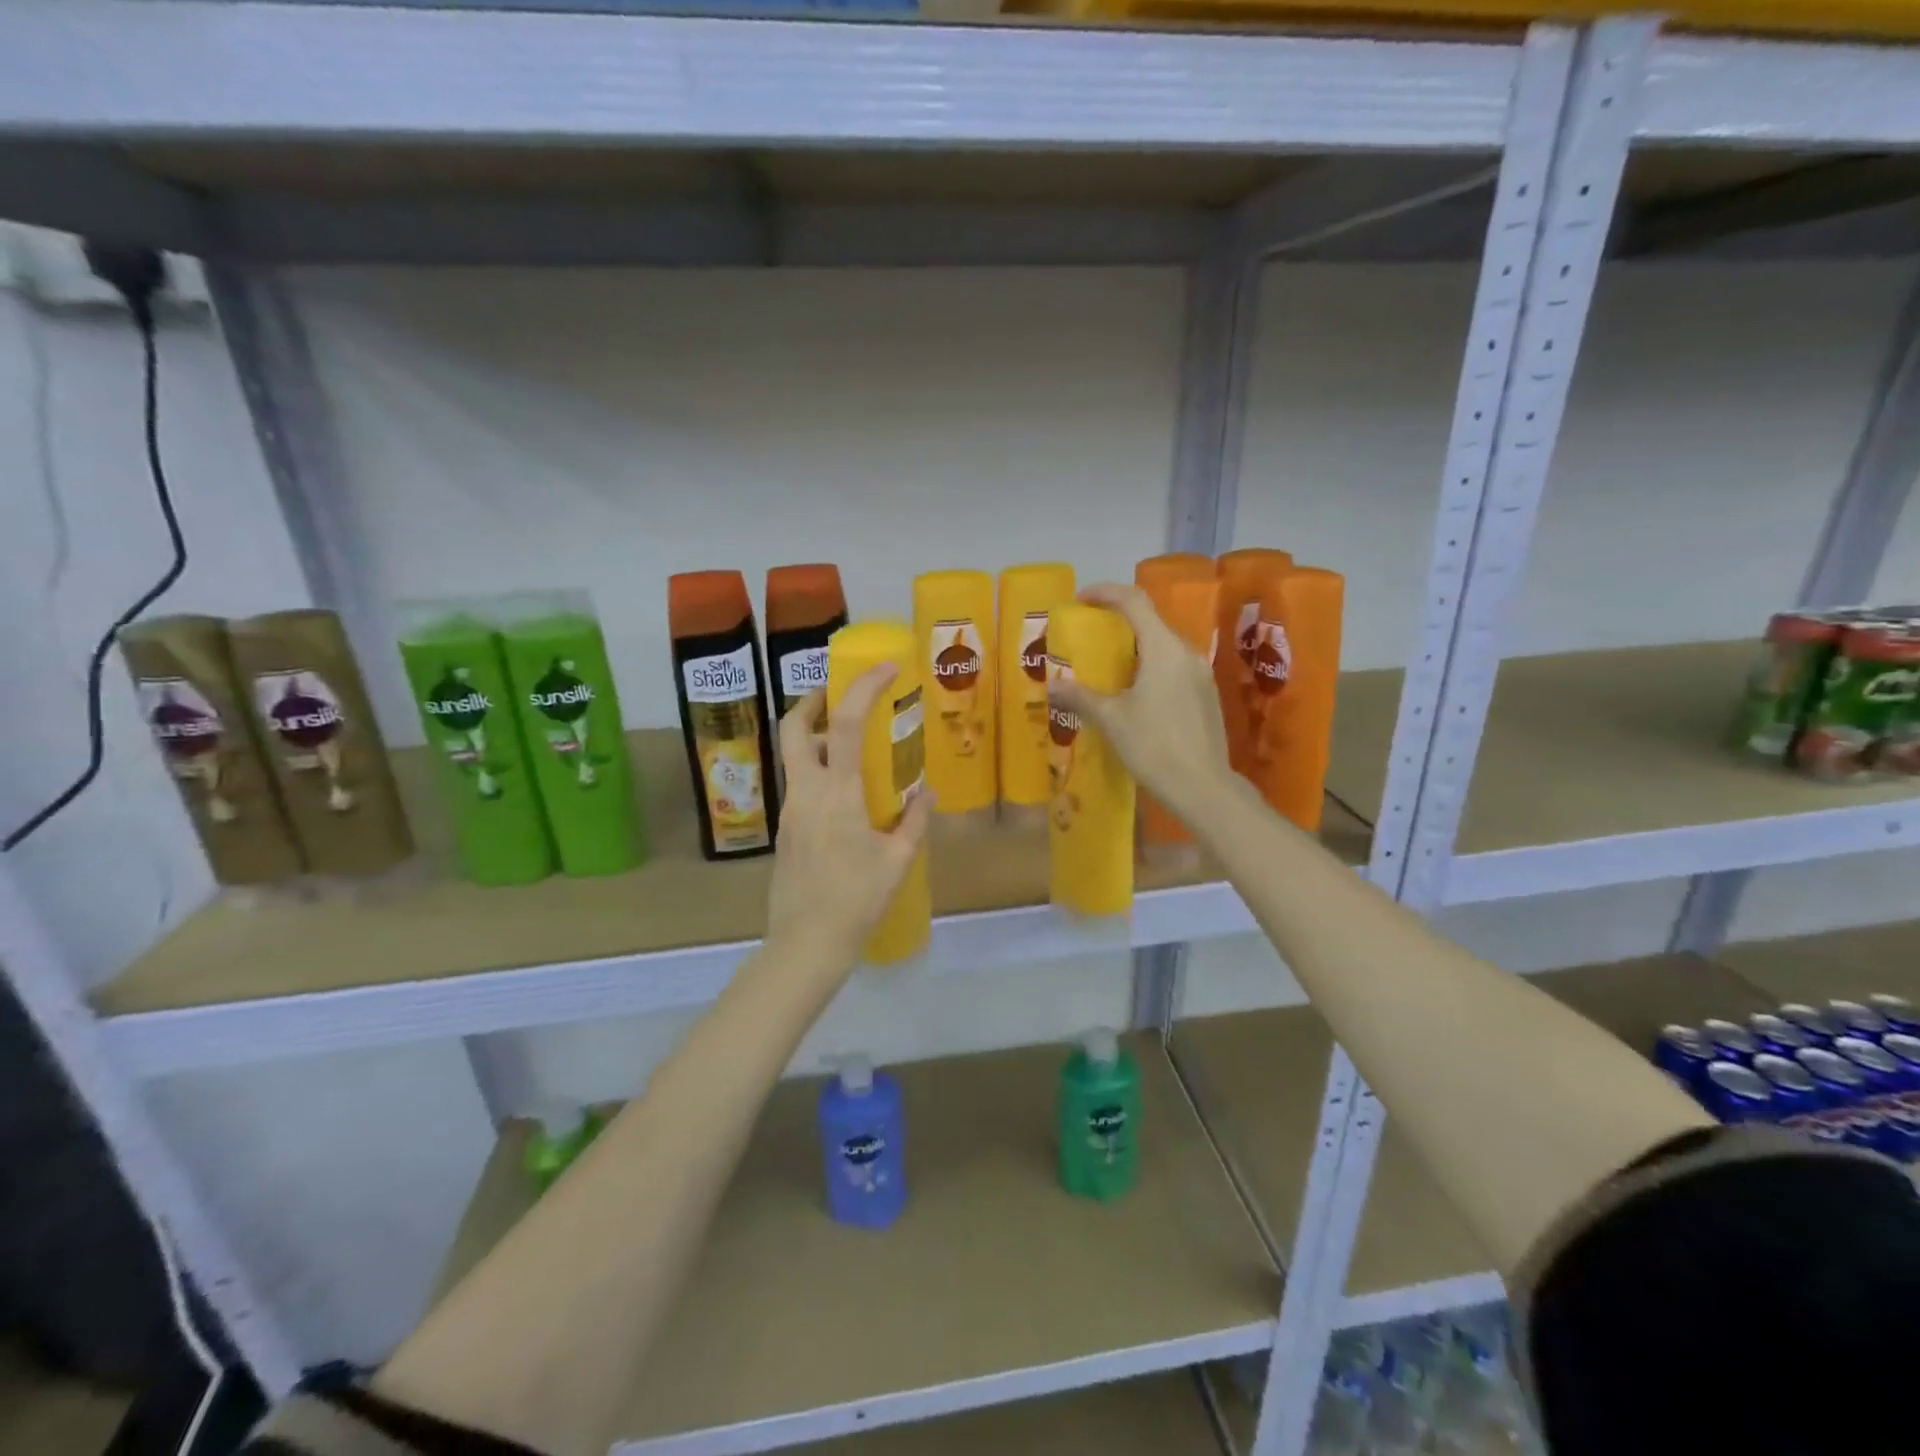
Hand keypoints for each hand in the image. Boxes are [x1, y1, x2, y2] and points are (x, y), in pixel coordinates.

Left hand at [766, 666, 932, 973]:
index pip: (846, 724)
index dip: (864, 688)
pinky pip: (799, 784)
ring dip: (818, 738)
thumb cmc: (857, 901)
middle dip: (814, 701)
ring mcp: (789, 810)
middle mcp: (805, 792)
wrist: (805, 944)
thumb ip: (914, 820)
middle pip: (794, 727)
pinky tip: (846, 794)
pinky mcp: (785, 829)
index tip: (885, 668)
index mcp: (837, 795)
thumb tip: (926, 791)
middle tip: (841, 695)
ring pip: (795, 756)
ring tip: (853, 747)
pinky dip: (819, 770)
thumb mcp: (897, 860)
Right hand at [1048, 582, 1234, 822]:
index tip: (1079, 601)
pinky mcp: (1205, 695)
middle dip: (1116, 621)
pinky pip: (1172, 666)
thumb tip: (1051, 686)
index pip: (1134, 601)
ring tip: (1105, 666)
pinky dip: (1148, 666)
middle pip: (1150, 621)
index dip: (1105, 593)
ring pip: (1162, 645)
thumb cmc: (1154, 746)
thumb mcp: (1111, 720)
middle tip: (1087, 635)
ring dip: (1133, 646)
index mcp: (1164, 648)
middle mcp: (1186, 652)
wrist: (1203, 787)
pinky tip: (1132, 692)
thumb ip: (1080, 697)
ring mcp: (1200, 674)